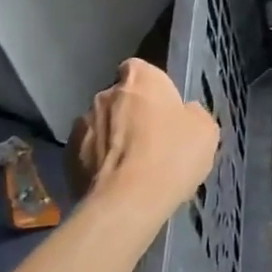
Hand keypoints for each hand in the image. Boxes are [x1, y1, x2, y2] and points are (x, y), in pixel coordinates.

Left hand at [69, 60, 218, 218]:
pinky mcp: (66, 156)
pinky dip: (95, 162)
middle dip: (129, 114)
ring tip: (127, 167)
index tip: (161, 108)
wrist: (127, 203)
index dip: (150, 88)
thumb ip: (192, 114)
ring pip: (100, 125)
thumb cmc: (172, 156)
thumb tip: (184, 113)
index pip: (139, 69)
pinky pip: (85, 152)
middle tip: (148, 141)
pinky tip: (111, 182)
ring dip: (111, 138)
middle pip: (118, 98)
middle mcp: (105, 94)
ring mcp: (81, 124)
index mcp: (141, 79)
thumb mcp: (205, 131)